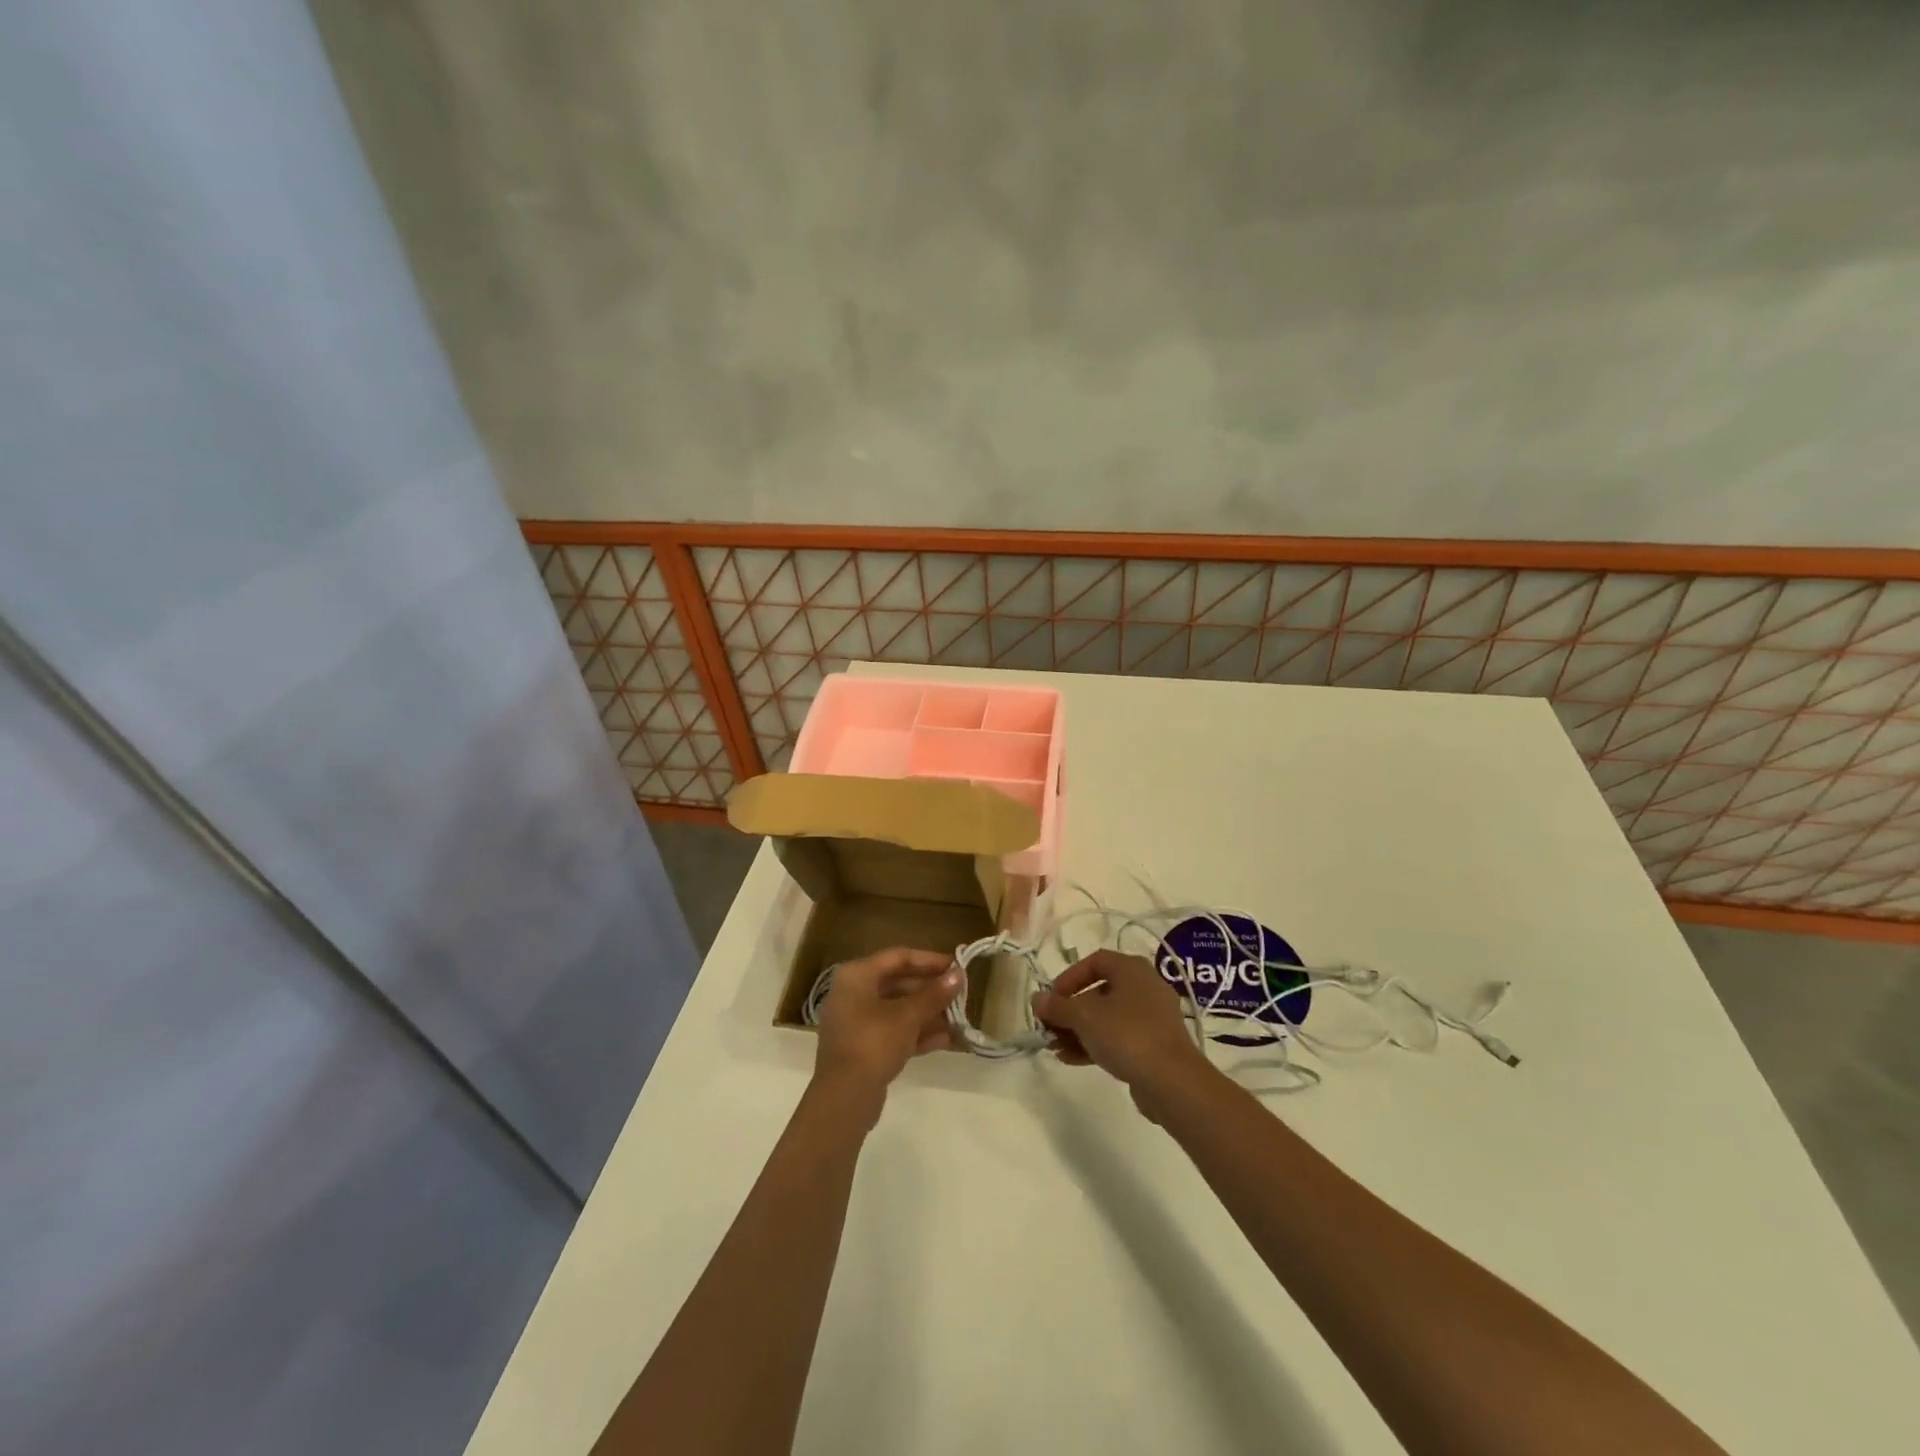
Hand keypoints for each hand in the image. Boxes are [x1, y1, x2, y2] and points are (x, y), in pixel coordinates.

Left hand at [813, 948, 963, 1102]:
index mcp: (857, 976)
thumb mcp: (908, 1016)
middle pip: (898, 983)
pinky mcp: (863, 1048)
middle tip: (960, 994)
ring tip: (959, 1018)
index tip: (956, 965)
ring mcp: (856, 1022)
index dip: (929, 960)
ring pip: (898, 1010)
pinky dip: (917, 1033)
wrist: (844, 1098)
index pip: (898, 957)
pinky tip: (947, 1039)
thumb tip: (959, 974)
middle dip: (931, 990)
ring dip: (928, 1013)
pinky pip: (894, 1032)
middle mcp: (853, 993)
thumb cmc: (873, 1043)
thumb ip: (934, 994)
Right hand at [1031, 950, 1216, 1117]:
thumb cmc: (1126, 1034)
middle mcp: (1145, 987)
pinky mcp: (1154, 1045)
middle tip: (1049, 1026)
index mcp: (1132, 969)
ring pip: (1107, 1017)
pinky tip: (1070, 1059)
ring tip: (1054, 1046)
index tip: (1051, 999)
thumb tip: (1037, 999)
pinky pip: (1118, 1037)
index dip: (1068, 977)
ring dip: (1078, 1030)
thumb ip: (1057, 1006)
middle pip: (1098, 991)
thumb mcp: (1084, 1016)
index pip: (1094, 961)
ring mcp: (1152, 1018)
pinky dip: (1094, 1044)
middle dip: (1070, 1010)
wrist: (1172, 1082)